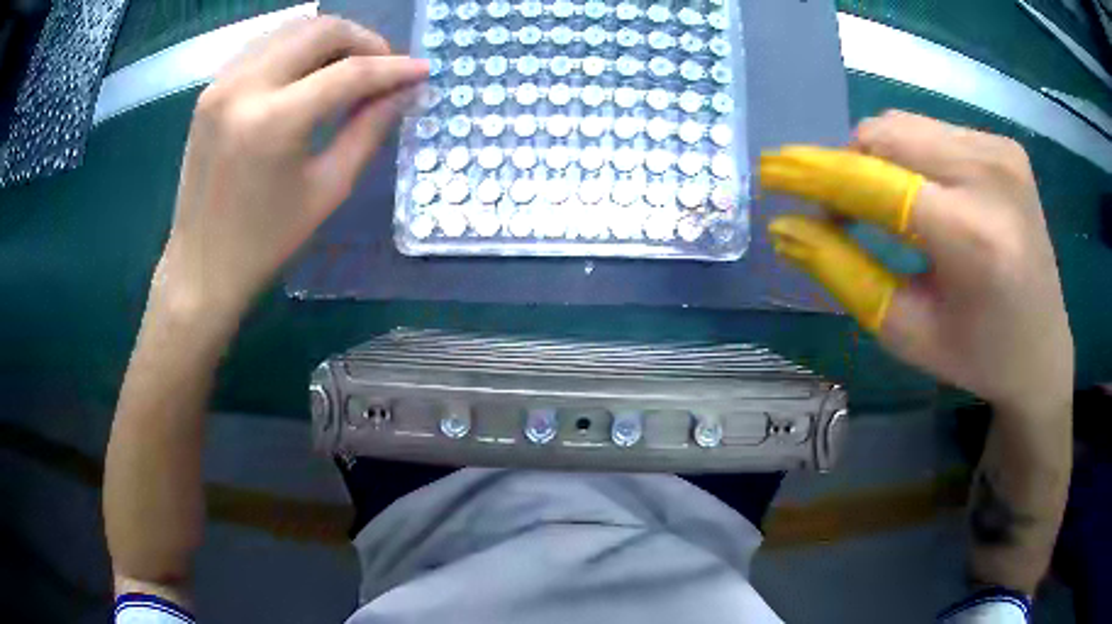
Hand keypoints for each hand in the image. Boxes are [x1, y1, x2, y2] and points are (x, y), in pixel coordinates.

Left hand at [153, 17, 427, 321]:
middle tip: (383, 68)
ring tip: (349, 69)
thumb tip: (406, 90)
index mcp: (274, 121)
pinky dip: (296, 49)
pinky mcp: (211, 90)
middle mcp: (244, 87)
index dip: (392, 68)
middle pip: (320, 29)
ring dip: (330, 40)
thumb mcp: (328, 189)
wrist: (202, 266)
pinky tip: (309, 74)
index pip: (348, 72)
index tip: (421, 71)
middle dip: (363, 40)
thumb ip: (370, 129)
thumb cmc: (266, 241)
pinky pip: (265, 46)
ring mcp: (222, 84)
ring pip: (292, 29)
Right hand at [761, 111, 1073, 412]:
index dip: (817, 174)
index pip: (875, 181)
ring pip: (906, 126)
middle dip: (847, 166)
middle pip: (886, 135)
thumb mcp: (904, 329)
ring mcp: (1002, 152)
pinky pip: (933, 131)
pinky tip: (921, 196)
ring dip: (877, 160)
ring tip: (881, 208)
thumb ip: (842, 272)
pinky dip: (910, 157)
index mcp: (973, 238)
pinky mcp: (1005, 145)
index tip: (771, 171)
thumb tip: (785, 230)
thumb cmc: (976, 355)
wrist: (1043, 349)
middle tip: (836, 211)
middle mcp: (991, 175)